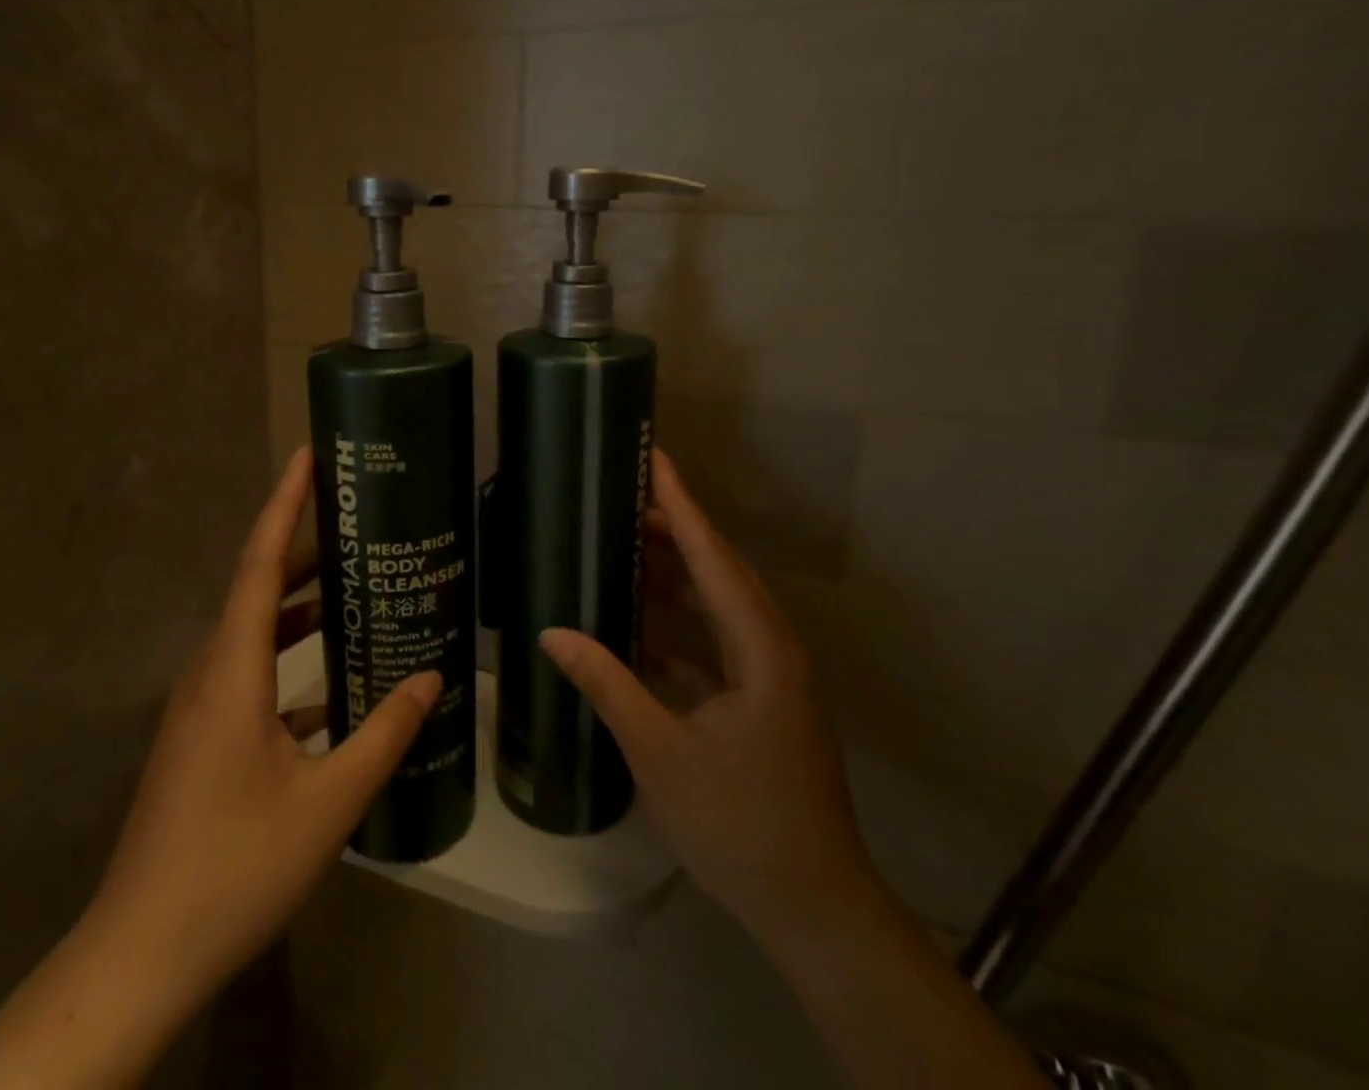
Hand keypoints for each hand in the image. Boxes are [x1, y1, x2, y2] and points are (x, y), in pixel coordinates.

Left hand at [0, 448, 439, 1089]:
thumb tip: (433, 678)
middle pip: (259, 591)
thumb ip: (384, 734)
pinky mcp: (200, 738)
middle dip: (306, 552)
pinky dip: (290, 661)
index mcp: (232, 671)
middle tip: (359, 526)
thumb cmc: (234, 867)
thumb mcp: (327, 802)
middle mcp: (210, 673)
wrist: (139, 954)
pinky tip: (332, 686)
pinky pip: (250, 675)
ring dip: (300, 608)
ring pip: (254, 634)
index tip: (307, 457)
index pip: (260, 565)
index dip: (283, 506)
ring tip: (354, 592)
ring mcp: (199, 708)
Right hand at [540, 450, 880, 954]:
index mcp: (760, 647)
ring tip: (626, 549)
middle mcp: (773, 647)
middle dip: (675, 531)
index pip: (713, 557)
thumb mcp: (660, 751)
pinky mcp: (765, 701)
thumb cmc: (740, 824)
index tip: (653, 461)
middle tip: (623, 500)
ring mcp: (773, 675)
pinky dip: (682, 626)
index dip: (681, 506)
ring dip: (677, 577)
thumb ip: (607, 683)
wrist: (815, 908)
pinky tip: (641, 628)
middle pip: (720, 570)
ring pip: (721, 605)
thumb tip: (552, 632)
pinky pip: (719, 641)